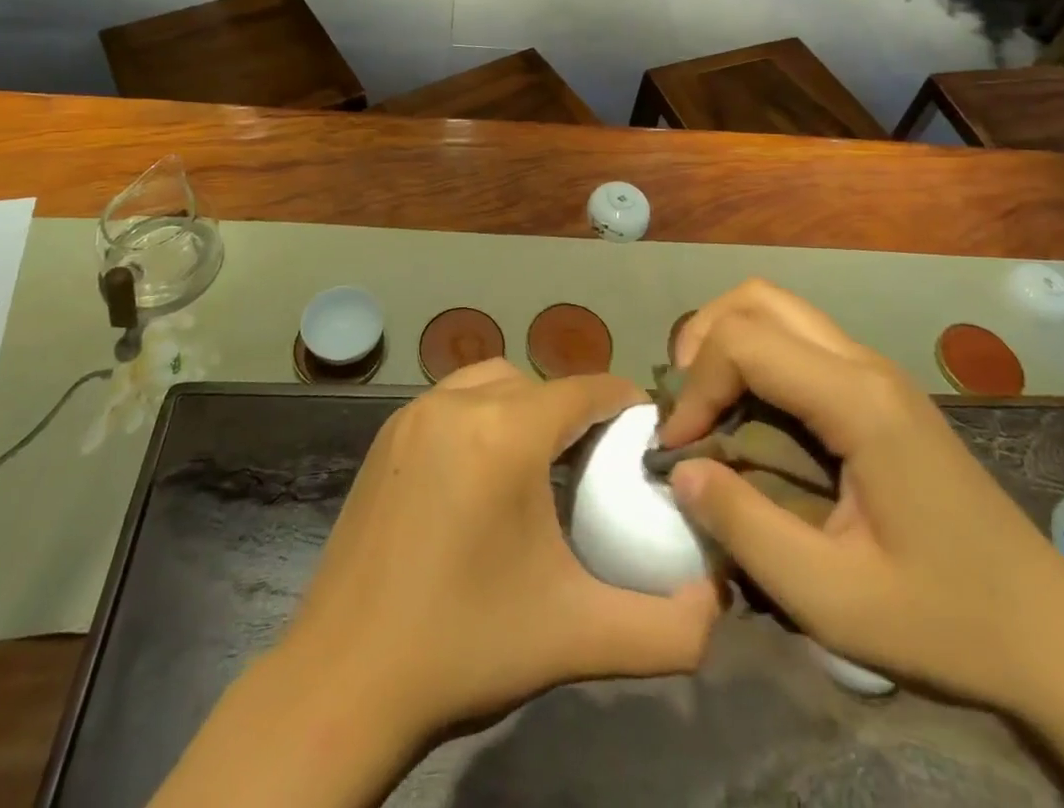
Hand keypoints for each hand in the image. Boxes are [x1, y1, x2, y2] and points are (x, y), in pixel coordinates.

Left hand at [288, 359, 720, 739]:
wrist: (344, 682)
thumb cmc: (466, 647)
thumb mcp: (578, 637)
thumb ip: (667, 627)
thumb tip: (719, 601)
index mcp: (505, 434)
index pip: (584, 389)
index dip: (624, 404)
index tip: (648, 435)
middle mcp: (457, 403)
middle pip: (540, 384)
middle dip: (577, 411)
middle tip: (599, 463)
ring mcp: (413, 414)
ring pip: (493, 381)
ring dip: (526, 405)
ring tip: (542, 461)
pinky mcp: (386, 434)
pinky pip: (452, 399)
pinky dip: (482, 413)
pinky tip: (484, 471)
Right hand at [659, 279, 1063, 714]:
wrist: (1050, 636)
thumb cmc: (944, 620)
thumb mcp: (831, 597)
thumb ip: (744, 528)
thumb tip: (680, 469)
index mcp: (857, 402)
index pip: (744, 343)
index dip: (695, 387)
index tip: (678, 448)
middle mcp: (864, 365)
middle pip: (757, 298)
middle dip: (703, 339)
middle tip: (685, 404)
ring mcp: (876, 371)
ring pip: (778, 308)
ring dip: (727, 340)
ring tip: (706, 402)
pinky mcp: (879, 389)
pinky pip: (799, 339)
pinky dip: (756, 355)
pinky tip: (749, 411)